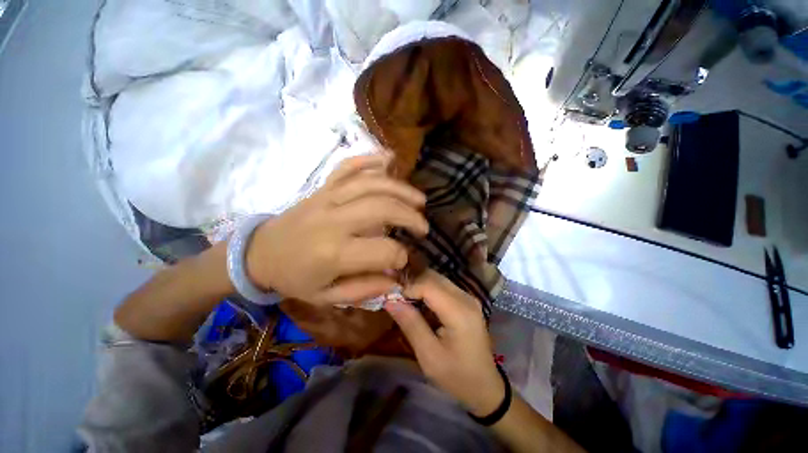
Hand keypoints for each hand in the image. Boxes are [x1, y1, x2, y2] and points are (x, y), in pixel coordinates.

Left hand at [246, 154, 428, 304]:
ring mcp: (327, 198)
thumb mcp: (327, 296)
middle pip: (382, 208)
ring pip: (371, 184)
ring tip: (419, 200)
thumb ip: (364, 288)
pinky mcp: (323, 187)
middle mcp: (333, 220)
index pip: (383, 250)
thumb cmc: (294, 277)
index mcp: (334, 253)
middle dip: (410, 216)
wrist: (259, 253)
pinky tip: (389, 158)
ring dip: (400, 189)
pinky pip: (348, 166)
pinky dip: (370, 159)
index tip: (405, 261)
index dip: (401, 256)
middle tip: (423, 227)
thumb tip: (396, 278)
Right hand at [385, 270, 505, 416]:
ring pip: (437, 279)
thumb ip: (410, 324)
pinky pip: (442, 286)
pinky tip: (417, 301)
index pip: (428, 284)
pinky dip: (426, 289)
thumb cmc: (456, 376)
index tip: (391, 297)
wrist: (485, 387)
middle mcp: (465, 297)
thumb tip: (390, 300)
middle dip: (411, 282)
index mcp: (459, 311)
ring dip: (418, 284)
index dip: (407, 286)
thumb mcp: (429, 355)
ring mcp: (467, 297)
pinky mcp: (466, 300)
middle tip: (394, 295)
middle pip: (433, 277)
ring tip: (402, 298)